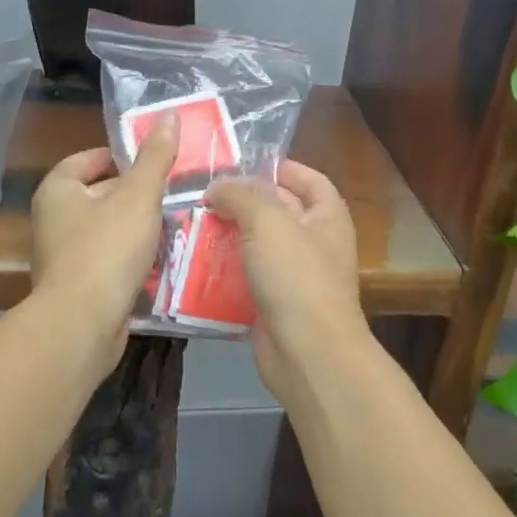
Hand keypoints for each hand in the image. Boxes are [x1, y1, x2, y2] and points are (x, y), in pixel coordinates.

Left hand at [30, 116, 178, 361]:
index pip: (86, 160)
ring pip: (107, 230)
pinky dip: (132, 259)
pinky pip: (110, 262)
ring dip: (136, 228)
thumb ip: (155, 157)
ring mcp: (64, 257)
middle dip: (134, 194)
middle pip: (98, 195)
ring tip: (174, 223)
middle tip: (172, 191)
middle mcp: (53, 220)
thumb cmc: (106, 248)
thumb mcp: (138, 196)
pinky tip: (162, 260)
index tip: (150, 160)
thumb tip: (169, 115)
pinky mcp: (79, 287)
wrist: (82, 324)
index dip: (116, 156)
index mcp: (58, 191)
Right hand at [204, 161, 371, 407]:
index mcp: (327, 216)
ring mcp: (294, 276)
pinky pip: (244, 279)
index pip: (309, 179)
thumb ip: (240, 195)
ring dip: (226, 236)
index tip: (243, 163)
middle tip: (201, 193)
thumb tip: (217, 187)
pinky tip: (192, 263)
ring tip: (190, 224)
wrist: (308, 353)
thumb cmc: (296, 276)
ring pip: (256, 246)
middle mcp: (314, 242)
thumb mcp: (267, 221)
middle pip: (277, 211)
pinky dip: (222, 272)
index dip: (280, 167)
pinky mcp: (272, 304)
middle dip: (242, 201)